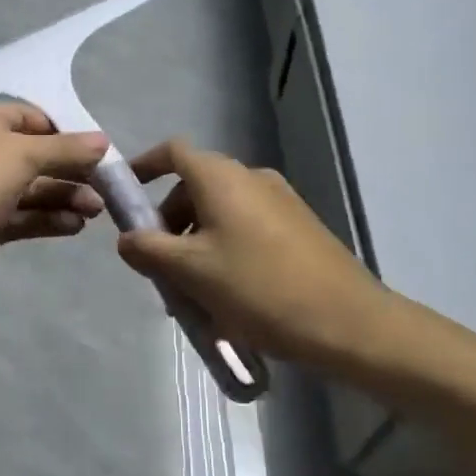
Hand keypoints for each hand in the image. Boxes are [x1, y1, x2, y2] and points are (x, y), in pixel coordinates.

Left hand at [0, 101, 109, 333]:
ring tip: (96, 212)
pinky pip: (21, 216)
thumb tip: (103, 140)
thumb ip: (66, 149)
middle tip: (107, 189)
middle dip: (71, 170)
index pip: (33, 117)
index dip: (68, 133)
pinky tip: (74, 227)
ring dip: (64, 196)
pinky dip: (47, 219)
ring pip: (30, 188)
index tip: (102, 153)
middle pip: (35, 154)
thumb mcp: (22, 156)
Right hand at [118, 140, 388, 365]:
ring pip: (221, 212)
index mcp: (222, 178)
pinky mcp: (300, 227)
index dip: (144, 167)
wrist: (350, 323)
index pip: (173, 152)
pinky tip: (229, 297)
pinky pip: (247, 228)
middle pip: (195, 187)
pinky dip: (226, 250)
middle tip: (159, 267)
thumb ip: (149, 250)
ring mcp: (280, 201)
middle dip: (169, 222)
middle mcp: (251, 178)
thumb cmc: (259, 288)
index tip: (124, 196)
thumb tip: (126, 238)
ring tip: (193, 293)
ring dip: (197, 243)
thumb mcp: (191, 272)